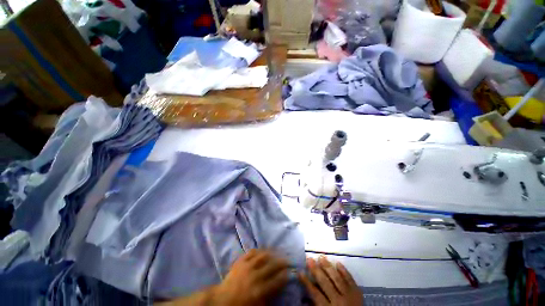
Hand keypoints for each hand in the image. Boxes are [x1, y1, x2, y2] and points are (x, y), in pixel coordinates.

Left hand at [213, 249, 289, 305]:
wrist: (221, 300)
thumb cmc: (240, 305)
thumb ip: (269, 297)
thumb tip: (279, 287)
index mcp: (259, 291)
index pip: (276, 280)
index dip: (284, 275)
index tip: (289, 272)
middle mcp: (255, 276)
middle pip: (272, 266)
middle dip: (281, 262)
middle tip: (287, 260)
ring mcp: (247, 266)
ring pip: (263, 256)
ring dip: (272, 253)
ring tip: (277, 252)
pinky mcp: (240, 261)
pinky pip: (252, 252)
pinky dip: (259, 250)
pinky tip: (263, 250)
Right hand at [298, 256, 362, 305]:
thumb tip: (305, 296)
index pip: (315, 293)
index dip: (306, 282)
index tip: (300, 271)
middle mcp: (338, 300)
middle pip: (325, 282)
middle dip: (316, 270)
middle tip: (309, 259)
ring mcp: (349, 295)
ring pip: (336, 278)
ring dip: (328, 266)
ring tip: (321, 257)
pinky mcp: (357, 292)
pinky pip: (350, 279)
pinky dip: (344, 271)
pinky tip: (338, 263)